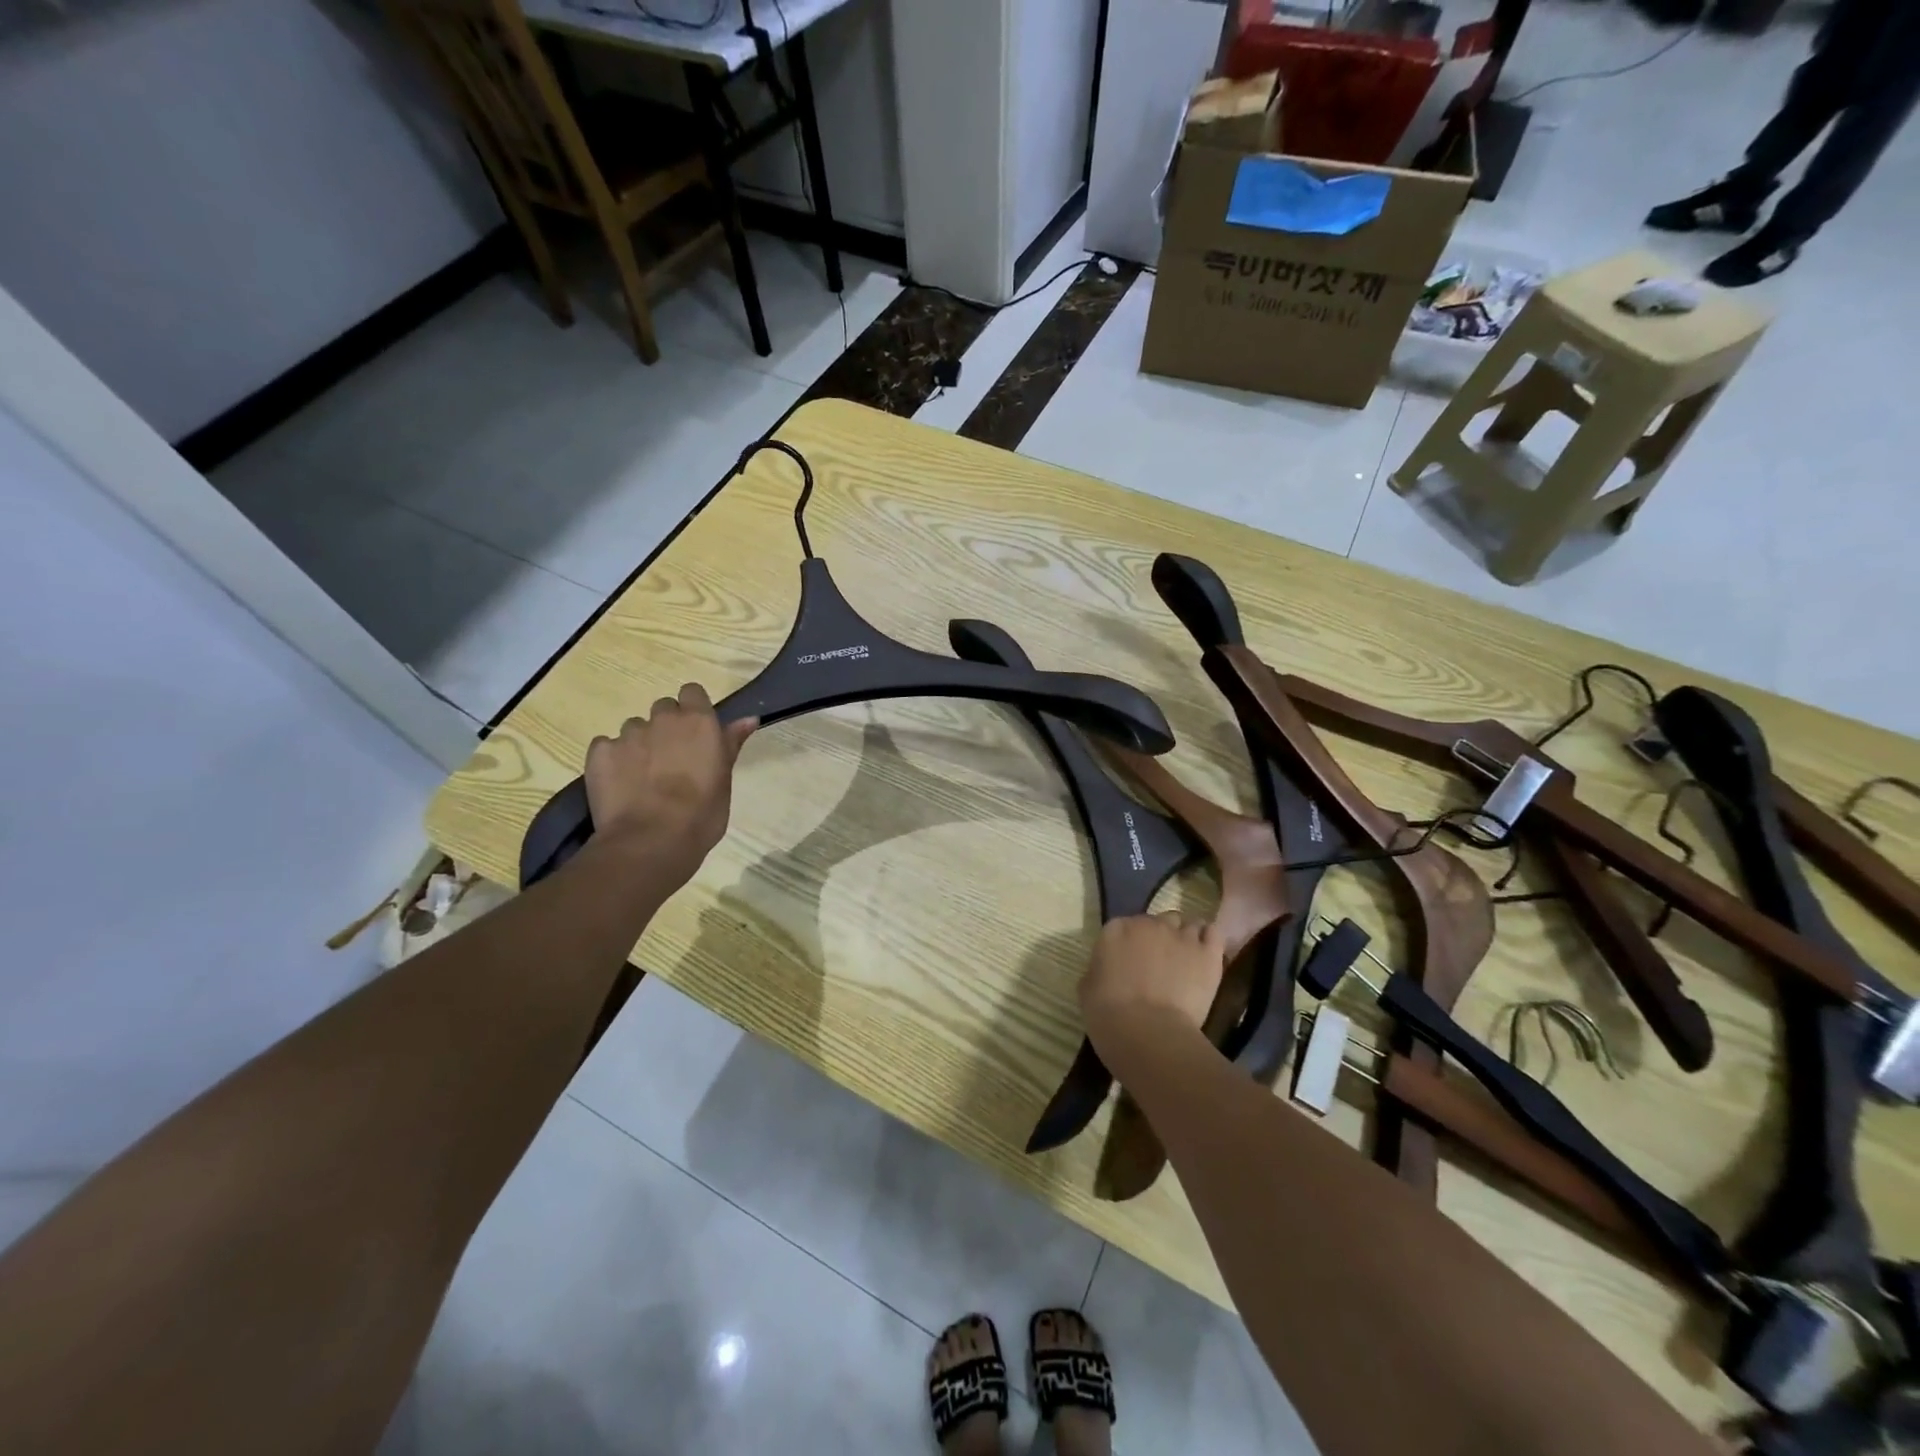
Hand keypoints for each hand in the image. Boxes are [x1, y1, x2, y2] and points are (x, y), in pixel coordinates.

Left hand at [583, 684, 756, 879]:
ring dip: (640, 745)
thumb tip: (748, 719)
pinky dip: (613, 760)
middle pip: (663, 709)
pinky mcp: (600, 752)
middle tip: (671, 760)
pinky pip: (606, 746)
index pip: (692, 692)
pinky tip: (620, 785)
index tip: (696, 733)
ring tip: (643, 778)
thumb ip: (730, 744)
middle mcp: (663, 719)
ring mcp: (628, 734)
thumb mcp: (724, 780)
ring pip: (634, 728)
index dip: (693, 709)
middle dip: (666, 728)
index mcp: (699, 722)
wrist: (651, 841)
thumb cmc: (701, 814)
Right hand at [1079, 912, 1224, 1060]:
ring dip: (1185, 937)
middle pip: (1159, 921)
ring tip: (1186, 959)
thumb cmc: (1108, 1014)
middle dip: (1159, 937)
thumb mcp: (1087, 989)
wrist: (1147, 1032)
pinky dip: (1209, 939)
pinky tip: (1206, 954)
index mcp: (1116, 930)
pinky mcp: (1208, 954)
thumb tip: (1106, 972)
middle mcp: (1149, 924)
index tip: (1129, 961)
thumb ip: (1098, 970)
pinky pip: (1213, 933)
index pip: (1124, 925)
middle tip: (1158, 963)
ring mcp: (1181, 937)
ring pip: (1187, 925)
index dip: (1129, 943)